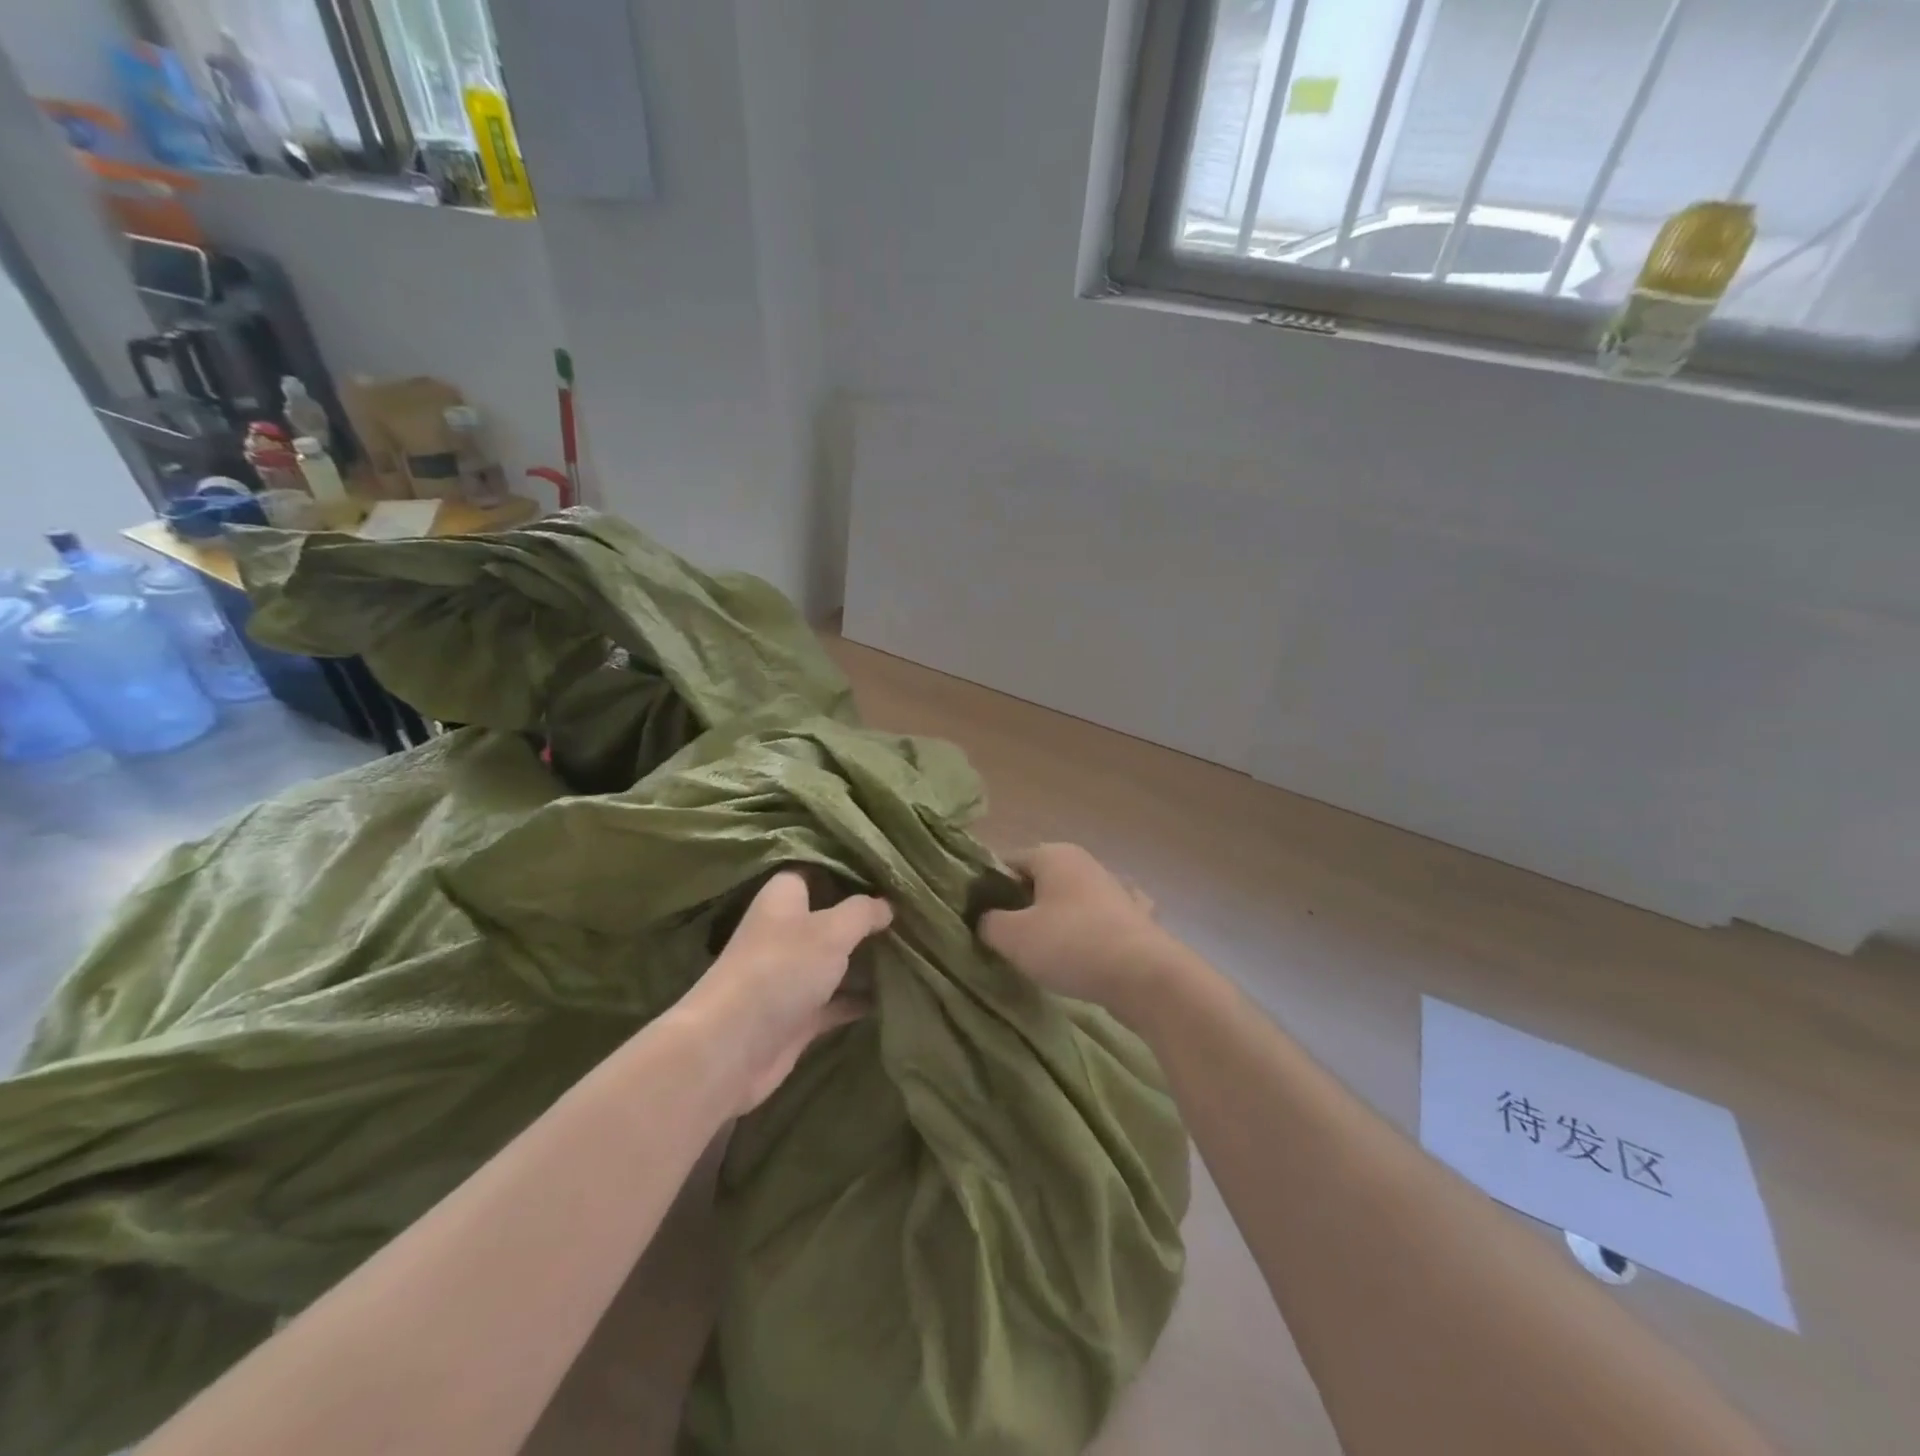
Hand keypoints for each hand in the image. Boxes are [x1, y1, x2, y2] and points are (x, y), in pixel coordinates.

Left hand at [676, 871, 892, 1113]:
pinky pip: (837, 999)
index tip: (887, 869)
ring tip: (913, 945)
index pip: (816, 870)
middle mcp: (785, 931)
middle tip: (910, 908)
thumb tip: (887, 904)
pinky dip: (860, 997)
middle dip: (865, 915)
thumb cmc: (781, 969)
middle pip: (830, 915)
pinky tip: (895, 993)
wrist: (733, 1047)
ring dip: (866, 957)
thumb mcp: (831, 930)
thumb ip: (862, 912)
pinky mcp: (798, 1013)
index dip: (849, 868)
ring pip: (835, 959)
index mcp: (784, 898)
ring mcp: (790, 974)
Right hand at [979, 843, 1183, 1016]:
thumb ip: (988, 923)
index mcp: (1053, 854)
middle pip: (1039, 880)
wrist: (1144, 976)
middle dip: (1022, 905)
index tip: (980, 918)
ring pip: (1072, 899)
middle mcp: (1085, 862)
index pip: (1007, 862)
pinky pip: (1102, 919)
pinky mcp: (1137, 917)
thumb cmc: (1070, 944)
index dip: (989, 888)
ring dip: (1057, 919)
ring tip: (1043, 953)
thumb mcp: (1012, 936)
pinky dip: (1092, 930)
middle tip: (1007, 940)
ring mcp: (1115, 888)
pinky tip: (1088, 949)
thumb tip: (987, 921)